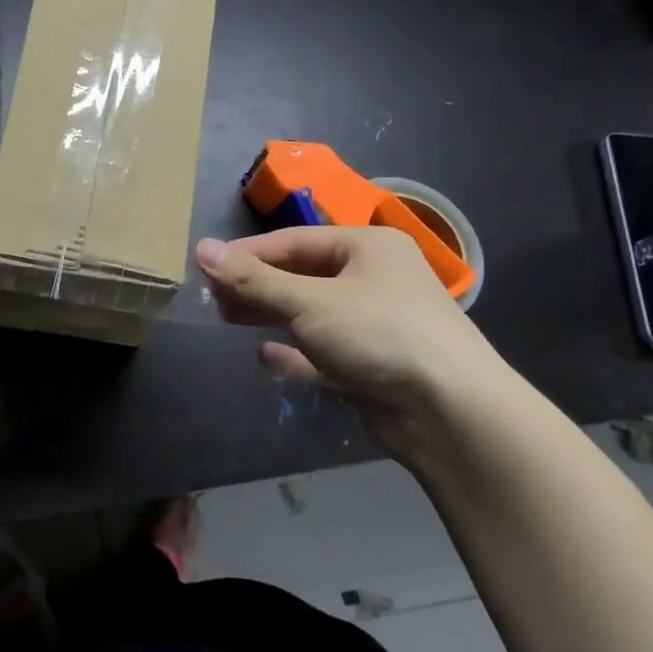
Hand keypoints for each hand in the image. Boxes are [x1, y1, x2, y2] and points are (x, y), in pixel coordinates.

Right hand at [196, 227, 507, 456]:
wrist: (450, 411)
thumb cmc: (378, 333)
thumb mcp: (308, 301)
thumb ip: (253, 279)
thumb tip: (202, 249)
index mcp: (367, 247)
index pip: (294, 241)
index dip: (247, 253)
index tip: (206, 265)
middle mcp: (374, 279)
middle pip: (301, 276)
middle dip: (257, 286)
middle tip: (212, 297)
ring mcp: (376, 323)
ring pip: (311, 314)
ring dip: (271, 316)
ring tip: (228, 320)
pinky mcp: (373, 364)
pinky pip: (324, 351)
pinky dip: (296, 353)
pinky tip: (266, 357)